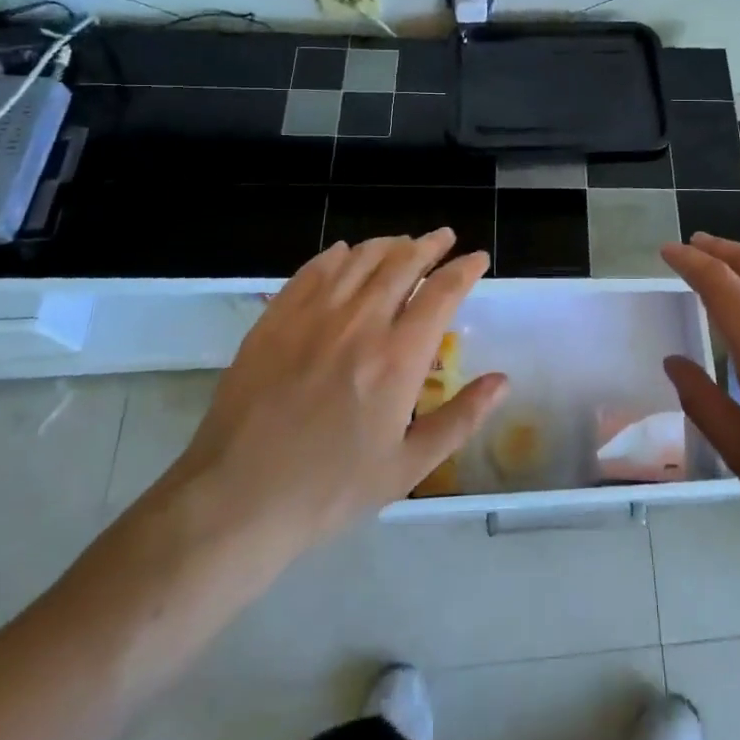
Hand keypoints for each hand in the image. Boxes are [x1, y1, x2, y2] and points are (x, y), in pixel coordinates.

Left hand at [144, 232, 506, 592]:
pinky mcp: (275, 319)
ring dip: (388, 244)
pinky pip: (313, 270)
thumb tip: (503, 381)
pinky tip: (345, 254)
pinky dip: (337, 255)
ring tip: (402, 244)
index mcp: (398, 357)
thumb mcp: (407, 468)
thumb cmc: (329, 490)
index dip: (464, 269)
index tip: (477, 258)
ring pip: (360, 259)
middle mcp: (360, 322)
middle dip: (430, 245)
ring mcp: (313, 316)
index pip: (442, 292)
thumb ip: (461, 418)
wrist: (236, 502)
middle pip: (402, 262)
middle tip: (443, 238)